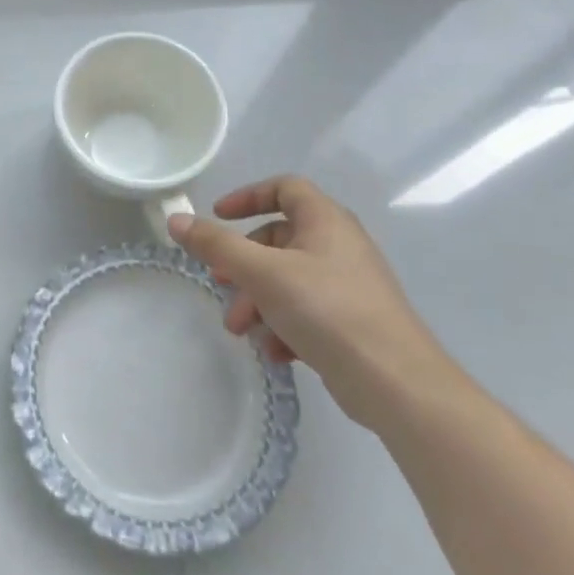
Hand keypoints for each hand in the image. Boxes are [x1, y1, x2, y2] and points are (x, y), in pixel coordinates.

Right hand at [170, 176, 460, 434]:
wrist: (398, 385)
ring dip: (257, 300)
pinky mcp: (352, 324)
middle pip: (278, 239)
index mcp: (325, 221)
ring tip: (241, 330)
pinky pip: (306, 312)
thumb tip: (175, 219)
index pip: (285, 188)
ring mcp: (348, 286)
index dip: (248, 196)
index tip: (218, 215)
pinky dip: (283, 325)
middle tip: (220, 284)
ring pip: (288, 279)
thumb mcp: (262, 273)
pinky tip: (274, 352)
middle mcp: (339, 246)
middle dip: (243, 264)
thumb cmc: (328, 311)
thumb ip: (216, 245)